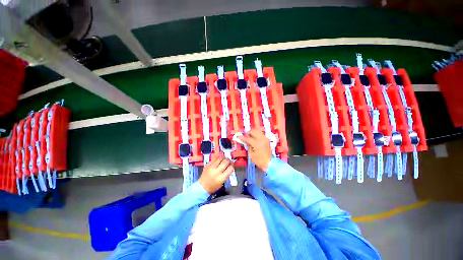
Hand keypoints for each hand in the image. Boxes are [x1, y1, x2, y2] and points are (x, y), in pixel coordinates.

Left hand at [199, 156, 233, 193]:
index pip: (230, 168)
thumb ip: (227, 174)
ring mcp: (211, 167)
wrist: (202, 186)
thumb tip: (230, 165)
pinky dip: (218, 156)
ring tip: (224, 159)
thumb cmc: (214, 186)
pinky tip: (220, 157)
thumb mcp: (222, 182)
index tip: (232, 164)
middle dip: (229, 160)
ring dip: (224, 157)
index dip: (232, 165)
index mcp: (221, 178)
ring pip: (220, 158)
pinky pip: (214, 158)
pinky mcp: (207, 164)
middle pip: (225, 162)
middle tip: (229, 161)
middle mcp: (217, 172)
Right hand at [238, 129, 271, 171]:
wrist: (269, 163)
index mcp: (257, 144)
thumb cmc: (259, 161)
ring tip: (250, 136)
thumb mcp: (251, 155)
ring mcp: (265, 139)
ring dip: (253, 132)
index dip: (242, 137)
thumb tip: (246, 141)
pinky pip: (261, 134)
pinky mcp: (267, 140)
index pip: (248, 138)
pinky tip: (254, 138)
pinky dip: (257, 134)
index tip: (238, 137)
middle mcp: (262, 139)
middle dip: (248, 132)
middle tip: (245, 136)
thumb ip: (248, 146)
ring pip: (258, 131)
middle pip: (254, 131)